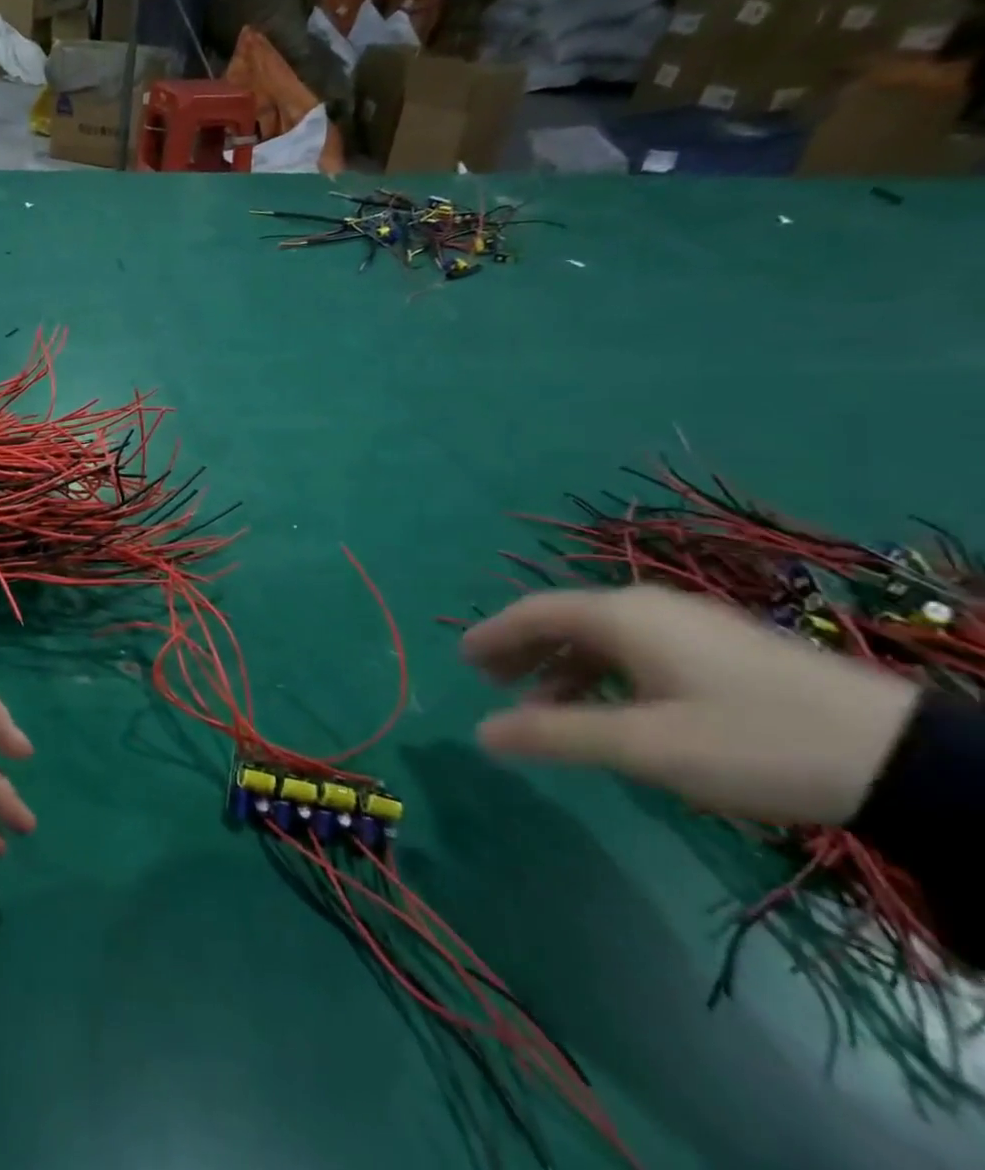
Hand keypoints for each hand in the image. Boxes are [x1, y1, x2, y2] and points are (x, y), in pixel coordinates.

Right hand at [466, 586, 917, 824]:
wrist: (902, 757)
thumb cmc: (750, 741)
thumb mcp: (642, 745)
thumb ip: (553, 734)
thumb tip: (479, 734)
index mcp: (620, 615)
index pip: (532, 613)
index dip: (491, 635)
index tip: (460, 660)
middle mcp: (646, 606)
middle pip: (563, 619)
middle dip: (522, 650)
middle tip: (491, 682)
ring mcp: (687, 623)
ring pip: (600, 636)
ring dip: (562, 667)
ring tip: (544, 707)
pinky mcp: (719, 646)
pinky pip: (635, 648)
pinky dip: (602, 672)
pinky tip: (608, 708)